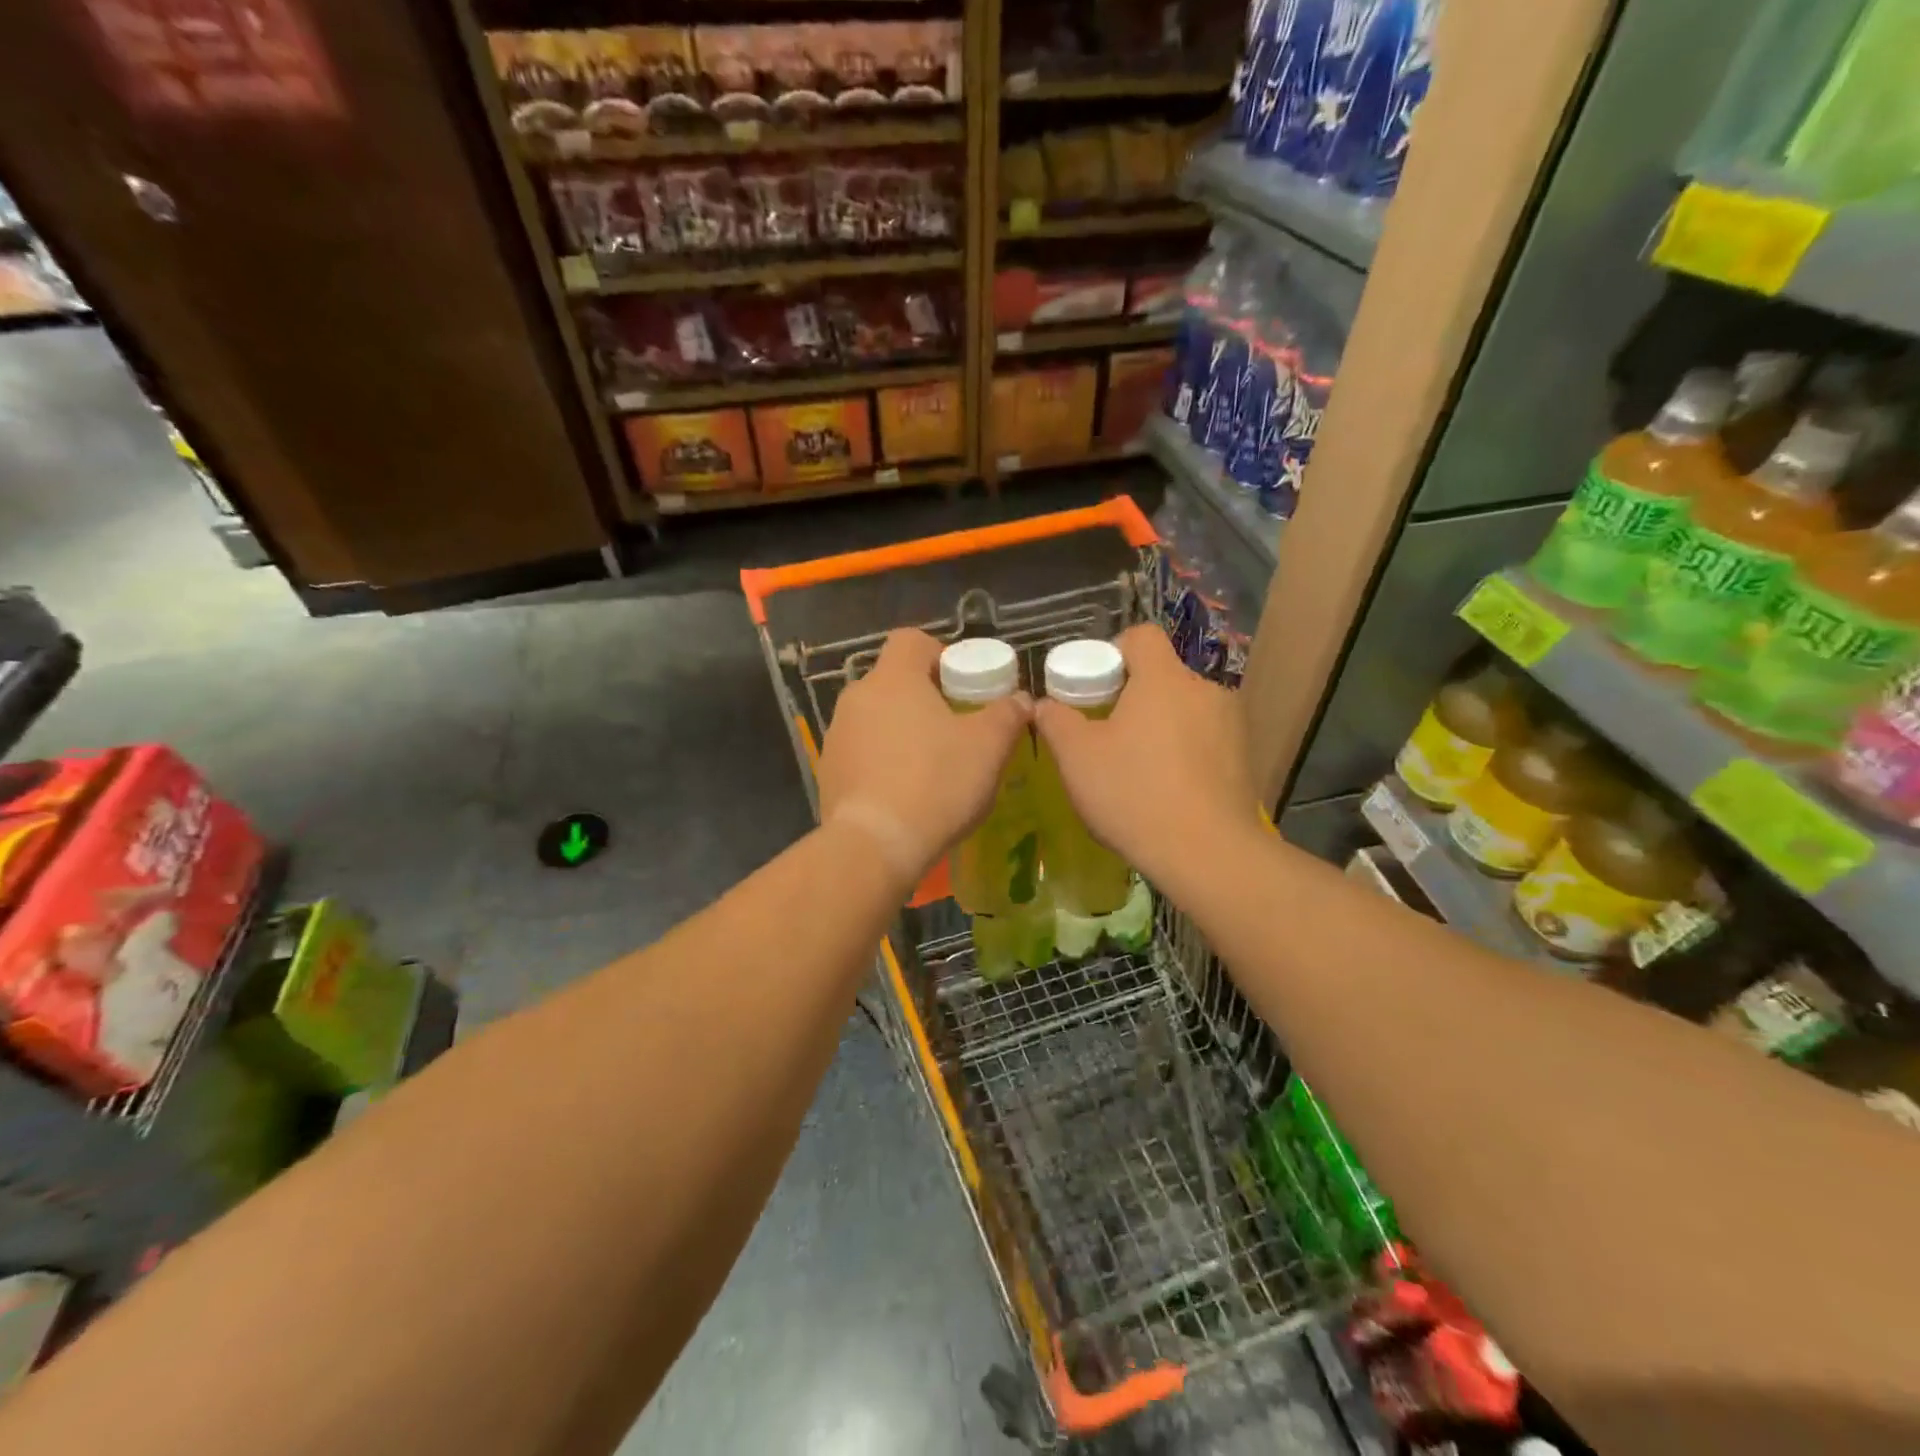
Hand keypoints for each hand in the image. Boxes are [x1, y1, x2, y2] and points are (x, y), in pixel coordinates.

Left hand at [817, 628, 1029, 884]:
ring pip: (876, 718)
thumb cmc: (936, 782)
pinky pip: (862, 752)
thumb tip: (1020, 700)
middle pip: (894, 681)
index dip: (939, 653)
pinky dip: (883, 762)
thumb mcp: (988, 747)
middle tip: (955, 727)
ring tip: (931, 765)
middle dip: (924, 697)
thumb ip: (1007, 714)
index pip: (910, 640)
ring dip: (902, 730)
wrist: (875, 845)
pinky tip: (905, 793)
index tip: (961, 684)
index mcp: (893, 679)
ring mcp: (836, 735)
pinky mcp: (828, 771)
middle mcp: (857, 697)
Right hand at [1033, 623, 1262, 888]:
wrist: (1207, 853)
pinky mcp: (1243, 758)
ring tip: (1138, 767)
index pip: (1141, 637)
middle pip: (1162, 676)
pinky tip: (1168, 789)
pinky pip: (1204, 740)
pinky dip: (1184, 752)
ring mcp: (1231, 724)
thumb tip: (1044, 705)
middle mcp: (1204, 690)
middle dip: (1134, 697)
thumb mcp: (1077, 758)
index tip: (1094, 686)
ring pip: (1185, 709)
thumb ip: (1056, 721)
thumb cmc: (1134, 793)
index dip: (1113, 651)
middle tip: (1107, 733)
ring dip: (1161, 726)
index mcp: (1164, 679)